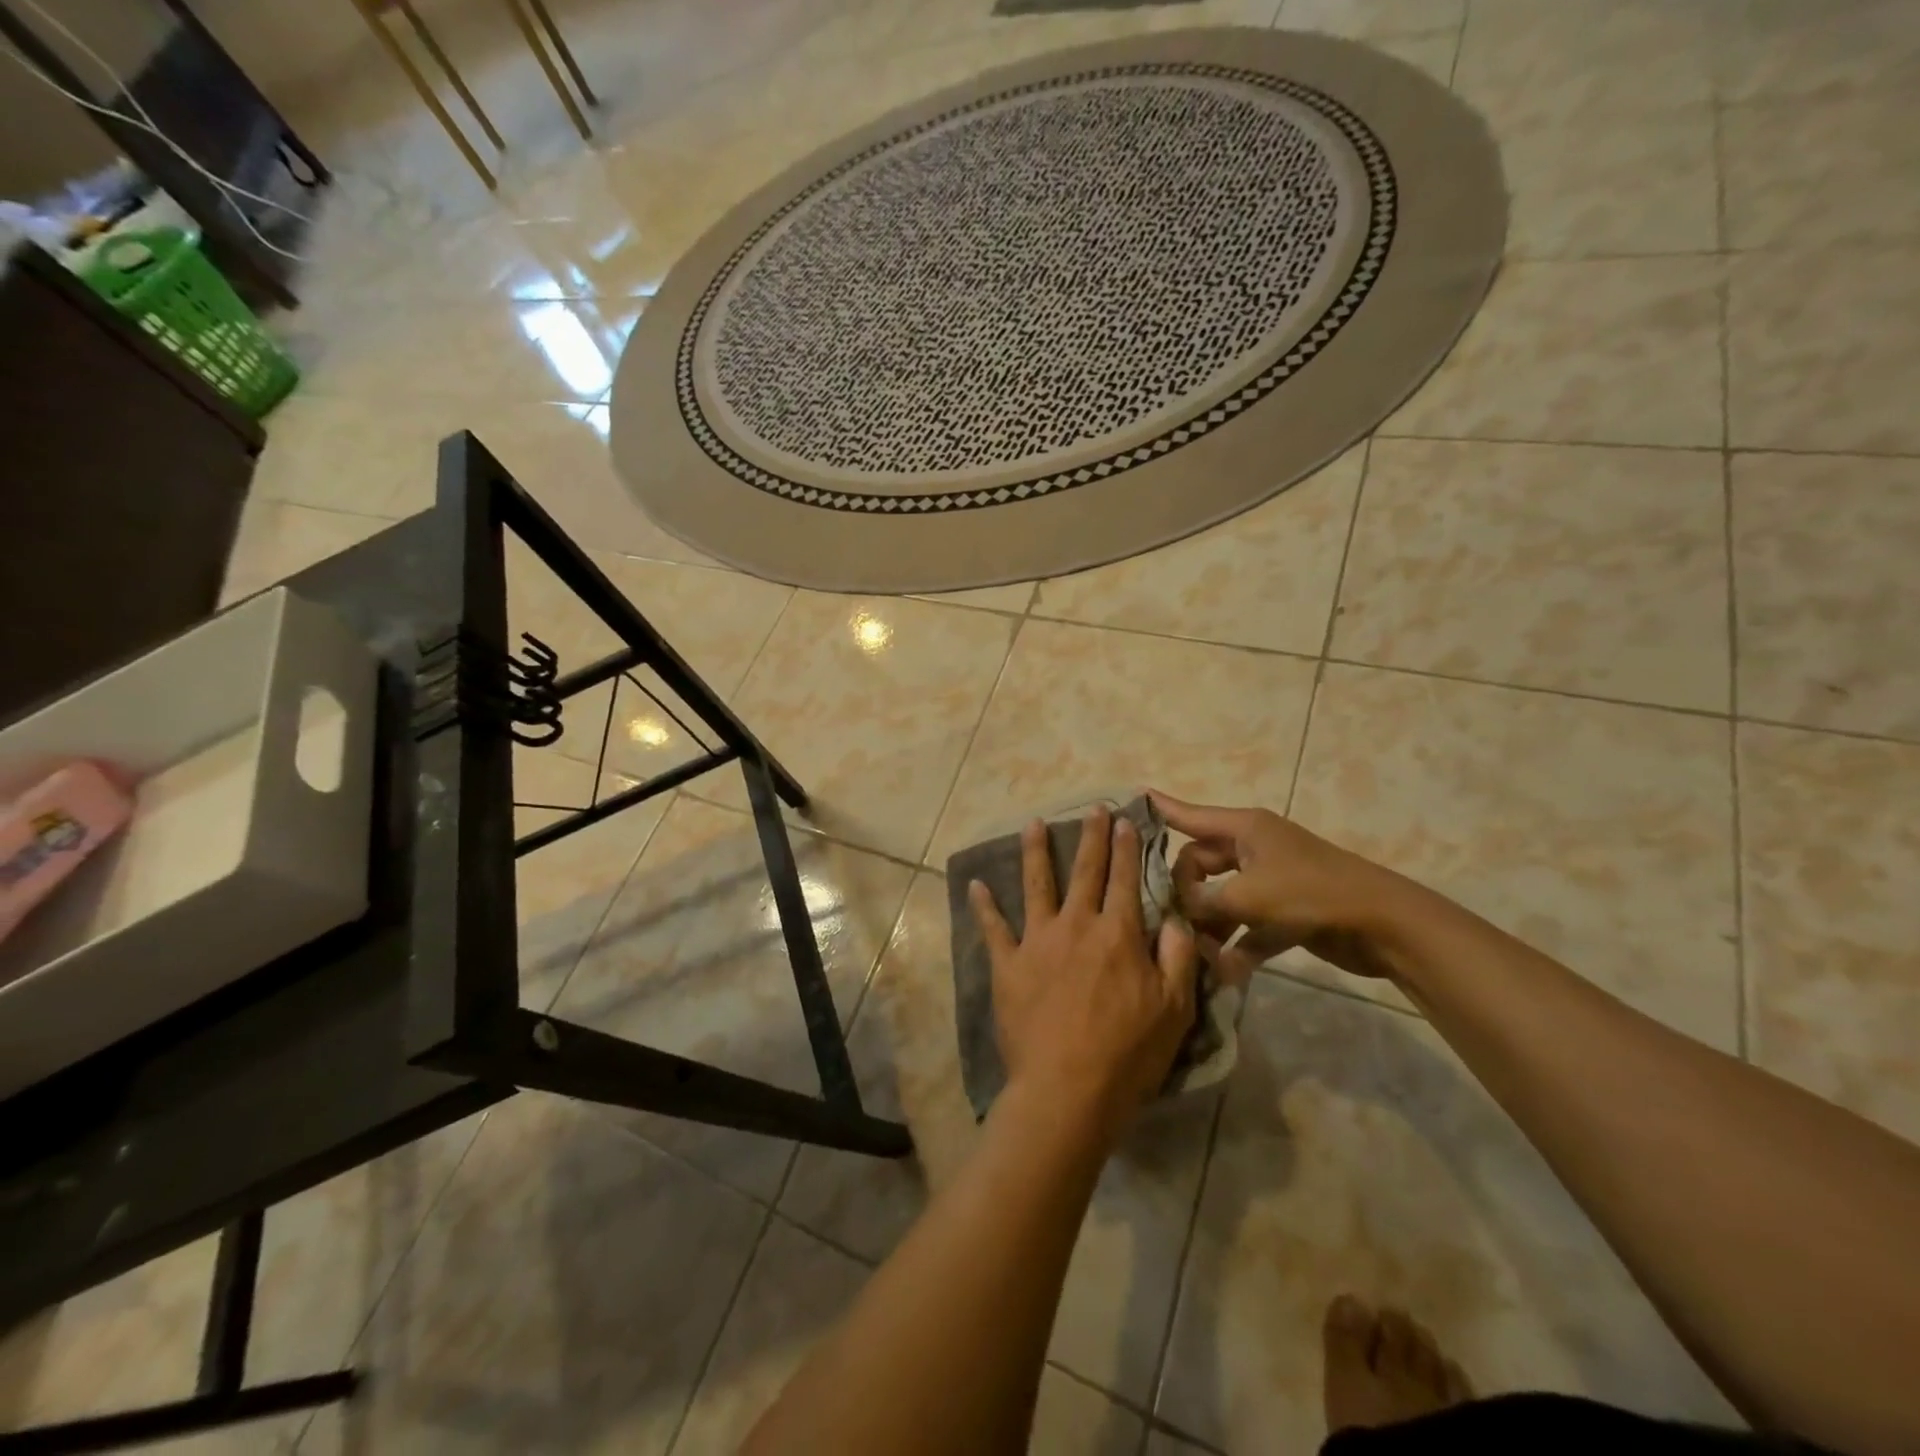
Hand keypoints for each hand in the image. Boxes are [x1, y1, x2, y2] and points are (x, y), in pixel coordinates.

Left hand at [968, 806, 1198, 1138]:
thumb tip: (1172, 918)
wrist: (1067, 1089)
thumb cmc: (1127, 1054)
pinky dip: (983, 906)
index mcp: (1117, 934)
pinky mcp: (1008, 965)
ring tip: (1033, 823)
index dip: (1127, 848)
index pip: (1125, 880)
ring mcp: (1037, 942)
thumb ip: (1175, 958)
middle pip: (1085, 872)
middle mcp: (1076, 926)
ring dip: (1036, 852)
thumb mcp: (1173, 1010)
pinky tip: (975, 884)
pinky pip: (993, 928)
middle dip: (1090, 837)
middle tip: (1092, 809)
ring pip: (1036, 885)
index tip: (1125, 821)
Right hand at [1148, 791, 1406, 981]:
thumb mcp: (1247, 896)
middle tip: (1167, 917)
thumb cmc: (1310, 894)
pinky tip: (1226, 970)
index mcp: (1244, 829)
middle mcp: (1253, 849)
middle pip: (1200, 864)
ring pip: (1222, 898)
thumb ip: (1203, 902)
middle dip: (1184, 891)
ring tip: (1194, 951)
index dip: (1162, 809)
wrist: (1383, 924)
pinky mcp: (1285, 913)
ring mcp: (1270, 881)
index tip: (1133, 799)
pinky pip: (1248, 925)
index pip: (1190, 815)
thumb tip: (1178, 909)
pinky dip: (1238, 944)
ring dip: (1209, 924)